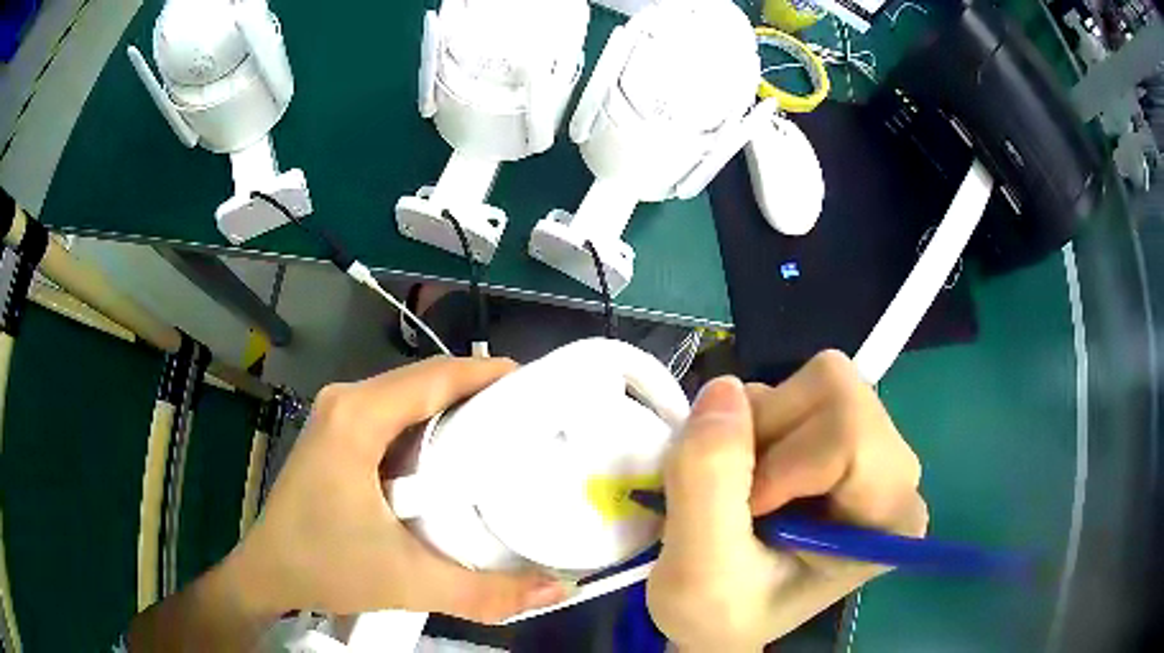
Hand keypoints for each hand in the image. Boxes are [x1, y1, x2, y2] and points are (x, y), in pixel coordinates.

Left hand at [223, 357, 566, 622]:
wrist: (268, 574)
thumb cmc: (326, 567)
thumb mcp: (409, 582)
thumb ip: (486, 593)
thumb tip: (557, 590)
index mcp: (358, 417)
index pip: (436, 376)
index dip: (491, 374)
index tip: (541, 387)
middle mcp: (347, 402)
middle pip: (426, 380)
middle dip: (481, 392)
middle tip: (533, 419)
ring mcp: (338, 415)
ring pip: (410, 396)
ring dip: (457, 409)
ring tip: (507, 434)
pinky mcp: (338, 434)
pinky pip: (395, 416)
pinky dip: (431, 426)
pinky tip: (457, 456)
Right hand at [647, 351, 926, 651]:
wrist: (722, 619)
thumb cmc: (720, 614)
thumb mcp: (700, 569)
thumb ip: (711, 483)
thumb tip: (724, 389)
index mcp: (890, 517)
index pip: (850, 432)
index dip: (781, 462)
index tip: (747, 513)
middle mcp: (898, 474)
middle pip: (836, 392)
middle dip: (768, 434)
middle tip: (738, 495)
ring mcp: (874, 449)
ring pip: (815, 384)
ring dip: (756, 429)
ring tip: (740, 493)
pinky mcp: (843, 436)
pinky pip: (797, 390)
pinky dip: (756, 424)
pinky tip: (749, 476)